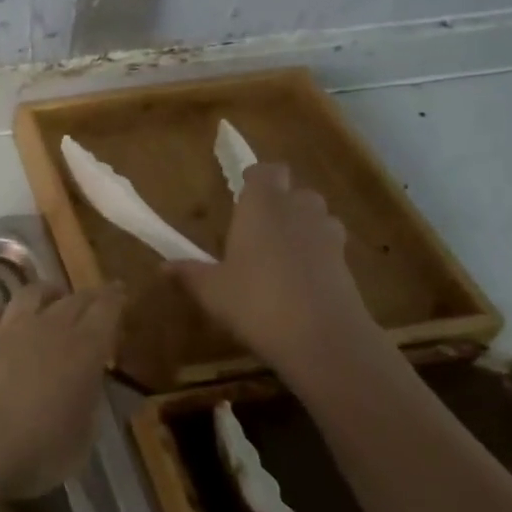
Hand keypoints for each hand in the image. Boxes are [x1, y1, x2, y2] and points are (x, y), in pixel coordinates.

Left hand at [0, 282, 124, 500]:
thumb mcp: (83, 437)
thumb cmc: (39, 449)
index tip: (120, 291)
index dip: (115, 299)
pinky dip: (3, 313)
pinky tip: (2, 320)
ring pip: (31, 294)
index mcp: (84, 350)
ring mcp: (9, 326)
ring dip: (46, 293)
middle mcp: (48, 327)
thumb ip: (89, 402)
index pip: (106, 311)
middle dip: (87, 296)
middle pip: (72, 299)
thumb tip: (88, 384)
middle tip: (94, 298)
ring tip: (50, 297)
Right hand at [171, 161, 377, 368]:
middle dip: (281, 203)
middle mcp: (298, 211)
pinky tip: (299, 281)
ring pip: (318, 218)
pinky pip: (330, 248)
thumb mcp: (212, 290)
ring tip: (280, 252)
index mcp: (263, 206)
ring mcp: (328, 237)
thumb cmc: (255, 301)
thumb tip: (163, 266)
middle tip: (258, 227)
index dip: (257, 178)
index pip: (268, 171)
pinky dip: (317, 256)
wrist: (323, 339)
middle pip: (296, 192)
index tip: (243, 190)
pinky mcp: (348, 265)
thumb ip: (189, 273)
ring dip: (303, 227)